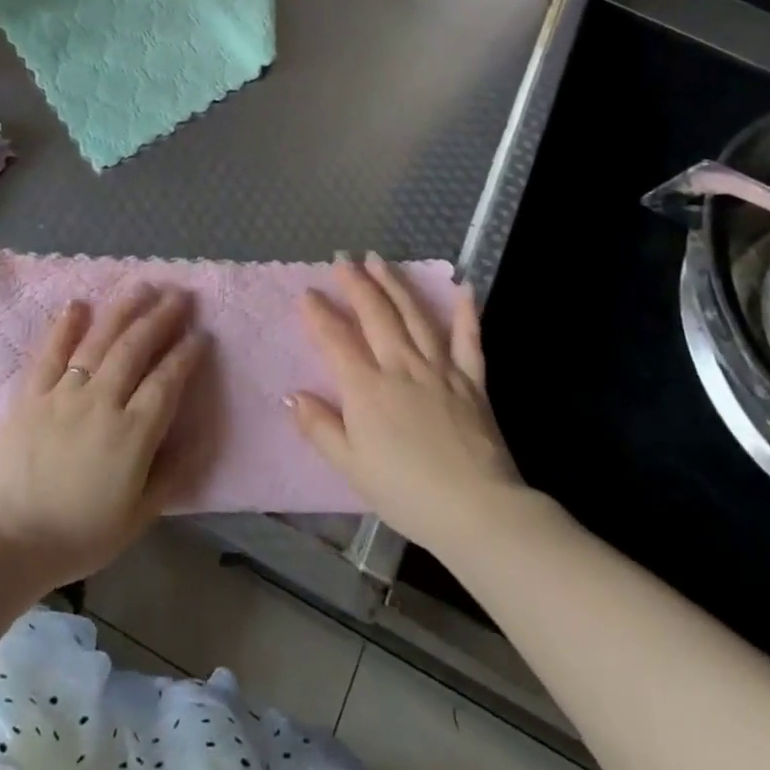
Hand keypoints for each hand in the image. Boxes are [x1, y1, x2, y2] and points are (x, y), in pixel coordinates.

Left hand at [0, 285, 207, 589]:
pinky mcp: (31, 395)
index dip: (186, 355)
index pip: (167, 382)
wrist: (8, 539)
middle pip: (135, 349)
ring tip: (142, 286)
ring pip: (98, 342)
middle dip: (161, 318)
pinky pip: (50, 354)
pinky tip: (78, 304)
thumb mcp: (138, 517)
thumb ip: (171, 474)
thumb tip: (201, 438)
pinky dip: (64, 327)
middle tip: (180, 295)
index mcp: (132, 434)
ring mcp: (63, 394)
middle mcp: (101, 402)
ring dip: (122, 310)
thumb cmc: (79, 534)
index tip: (201, 334)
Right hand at [290, 253, 524, 555]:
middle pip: (375, 315)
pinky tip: (463, 287)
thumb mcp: (350, 466)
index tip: (307, 293)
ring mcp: (439, 369)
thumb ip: (319, 427)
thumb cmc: (406, 492)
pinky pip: (468, 339)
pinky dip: (465, 312)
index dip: (319, 314)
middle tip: (343, 260)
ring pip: (414, 316)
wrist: (477, 510)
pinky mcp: (472, 381)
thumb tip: (292, 395)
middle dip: (356, 284)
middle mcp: (401, 366)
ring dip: (395, 285)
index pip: (336, 339)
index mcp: (366, 387)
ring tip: (379, 261)